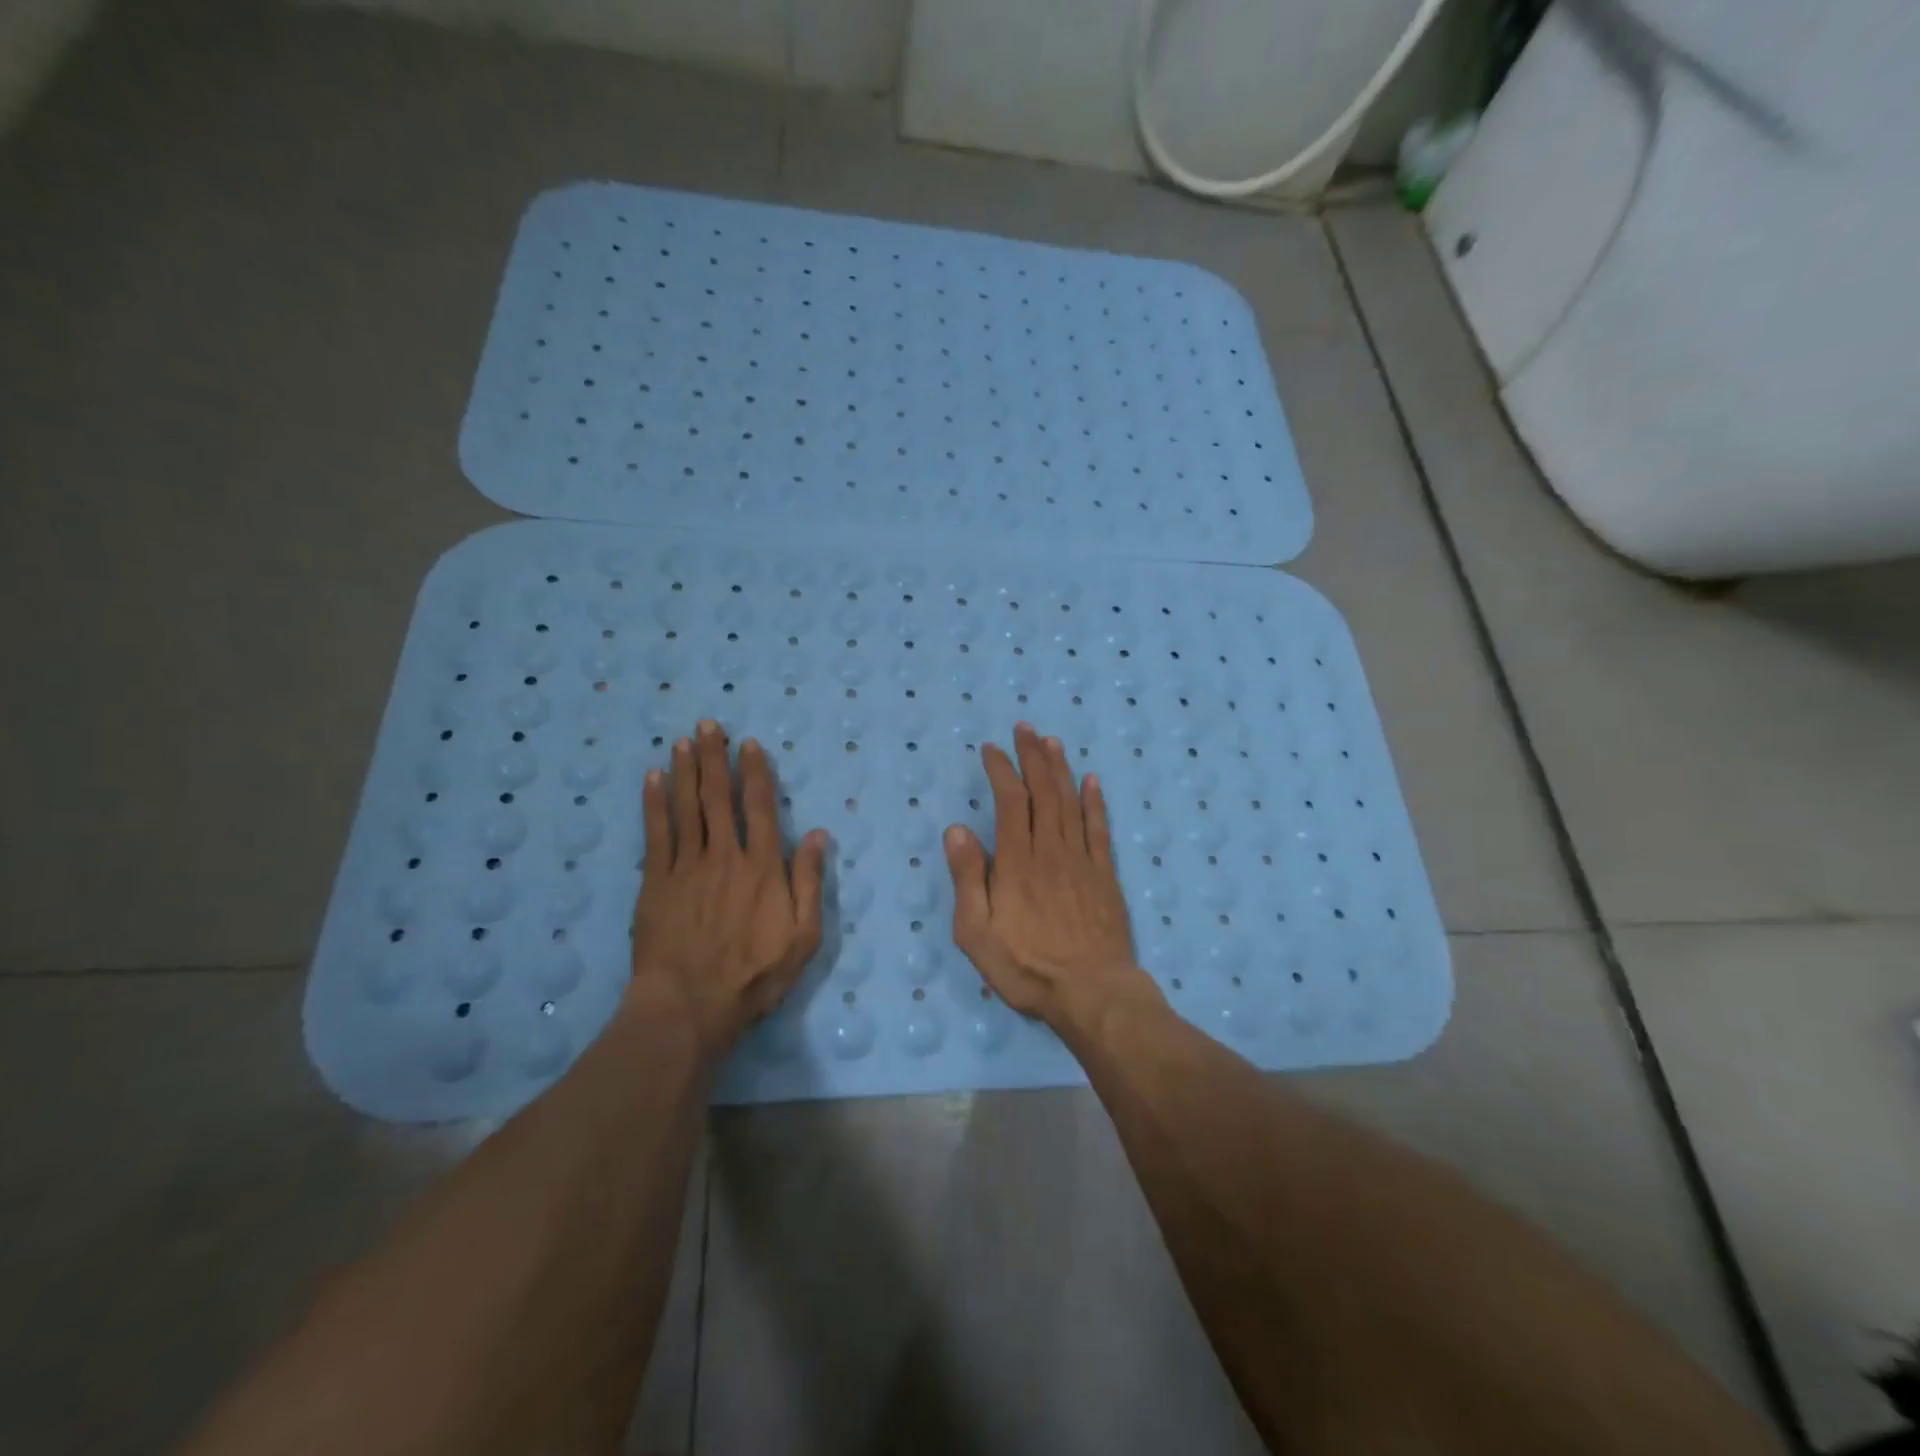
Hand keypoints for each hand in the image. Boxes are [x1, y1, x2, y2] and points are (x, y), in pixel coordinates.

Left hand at [630, 720, 826, 1053]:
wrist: (690, 1006)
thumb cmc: (754, 975)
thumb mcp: (804, 937)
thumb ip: (809, 882)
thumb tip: (817, 835)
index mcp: (763, 867)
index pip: (760, 808)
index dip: (755, 773)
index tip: (749, 745)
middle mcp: (725, 856)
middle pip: (719, 797)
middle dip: (715, 758)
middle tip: (708, 725)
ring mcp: (686, 867)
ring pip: (687, 808)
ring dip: (686, 771)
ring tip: (684, 741)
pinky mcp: (655, 883)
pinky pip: (656, 834)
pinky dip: (654, 804)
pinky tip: (652, 780)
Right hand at [944, 722, 1144, 1023]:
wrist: (1093, 993)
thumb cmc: (1027, 967)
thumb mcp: (977, 932)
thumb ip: (968, 879)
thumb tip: (957, 829)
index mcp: (1017, 862)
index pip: (1010, 802)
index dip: (1001, 770)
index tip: (992, 749)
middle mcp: (1051, 851)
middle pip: (1043, 792)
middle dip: (1032, 757)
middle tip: (1026, 729)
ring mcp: (1082, 861)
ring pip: (1070, 802)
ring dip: (1060, 769)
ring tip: (1052, 742)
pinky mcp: (1105, 876)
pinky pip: (1099, 829)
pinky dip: (1095, 802)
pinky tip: (1092, 781)